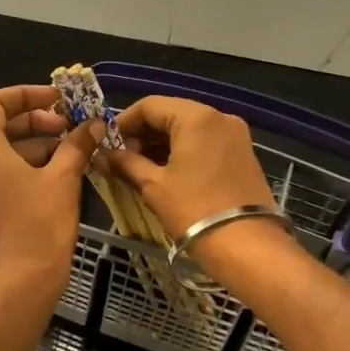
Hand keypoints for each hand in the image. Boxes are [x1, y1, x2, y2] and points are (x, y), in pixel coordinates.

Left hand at [0, 85, 97, 304]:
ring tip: (76, 149)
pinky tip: (65, 174)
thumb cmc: (38, 227)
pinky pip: (7, 175)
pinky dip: (32, 167)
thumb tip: (93, 124)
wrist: (19, 285)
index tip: (57, 100)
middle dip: (38, 120)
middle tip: (72, 125)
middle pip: (1, 126)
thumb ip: (76, 145)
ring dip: (40, 144)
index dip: (25, 94)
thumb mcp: (62, 180)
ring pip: (7, 152)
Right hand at [105, 96, 280, 240]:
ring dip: (161, 144)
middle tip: (121, 158)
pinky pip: (205, 142)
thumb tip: (103, 155)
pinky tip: (165, 172)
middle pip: (171, 114)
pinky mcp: (242, 154)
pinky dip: (182, 151)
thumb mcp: (153, 186)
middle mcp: (219, 117)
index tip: (106, 143)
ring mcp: (235, 135)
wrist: (246, 245)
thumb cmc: (193, 210)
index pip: (150, 105)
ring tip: (139, 168)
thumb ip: (126, 163)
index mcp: (196, 117)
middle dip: (142, 133)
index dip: (123, 122)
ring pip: (188, 129)